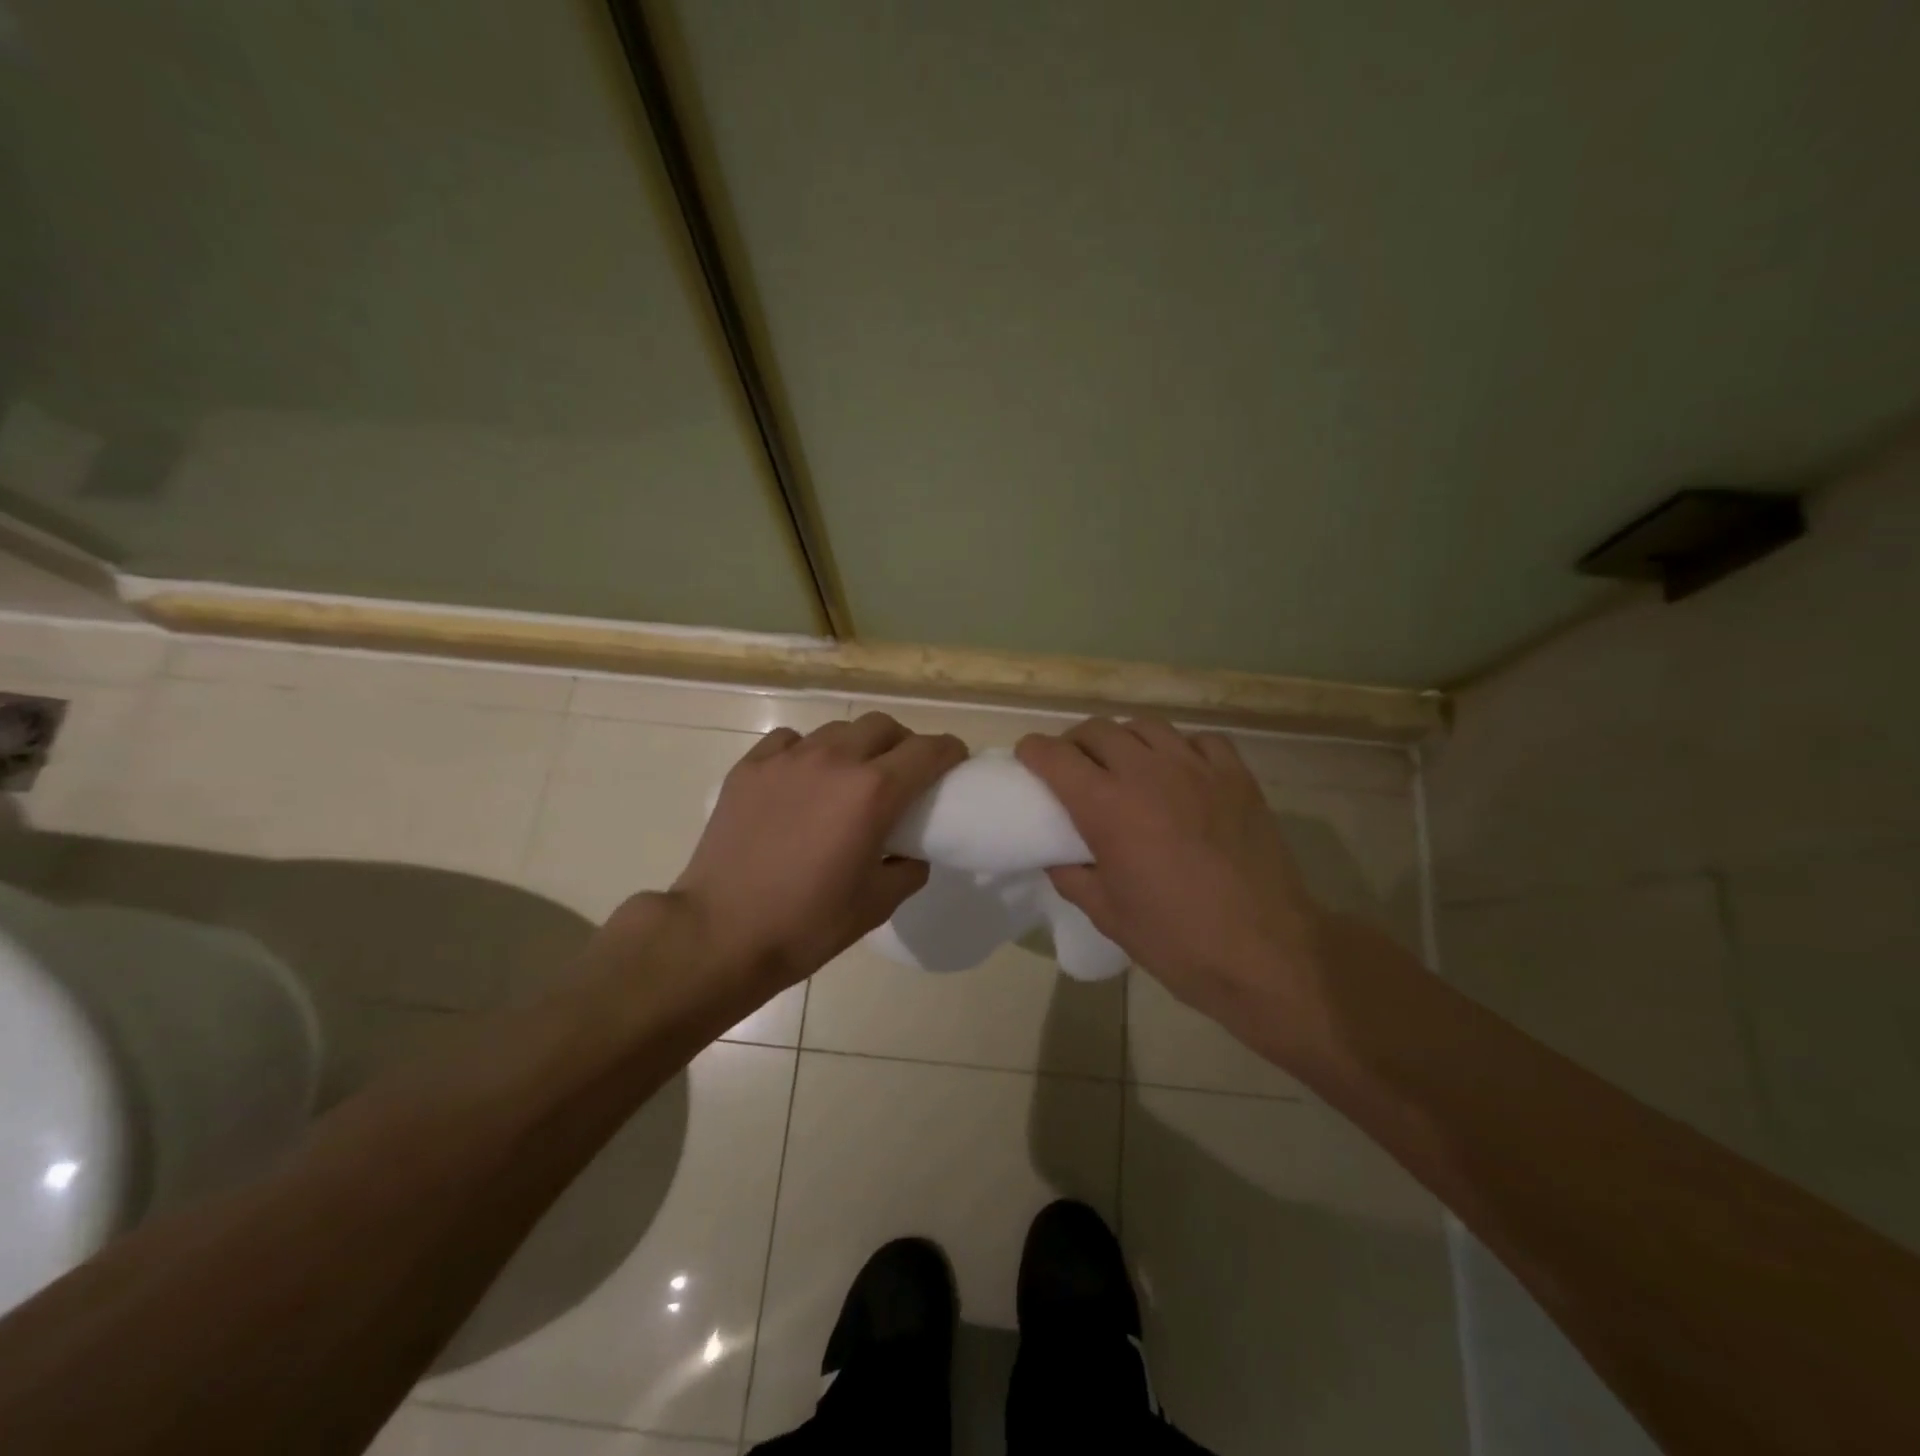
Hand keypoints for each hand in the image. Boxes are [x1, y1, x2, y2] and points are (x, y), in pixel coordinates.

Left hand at [668, 713, 967, 988]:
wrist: (720, 934)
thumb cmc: (807, 925)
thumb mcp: (876, 905)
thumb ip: (908, 869)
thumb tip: (911, 853)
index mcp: (873, 792)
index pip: (928, 750)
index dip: (949, 752)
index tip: (954, 763)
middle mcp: (834, 760)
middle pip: (883, 726)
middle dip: (903, 743)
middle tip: (902, 773)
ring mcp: (787, 759)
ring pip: (837, 730)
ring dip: (856, 746)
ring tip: (849, 777)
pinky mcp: (750, 767)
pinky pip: (790, 741)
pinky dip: (807, 752)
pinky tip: (801, 780)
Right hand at [1016, 718, 1326, 1028]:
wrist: (1265, 953)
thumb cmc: (1176, 940)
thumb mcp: (1107, 914)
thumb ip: (1072, 876)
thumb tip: (1057, 857)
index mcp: (1107, 807)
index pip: (1056, 756)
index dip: (1034, 752)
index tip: (1029, 759)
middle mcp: (1148, 773)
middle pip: (1098, 730)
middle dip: (1075, 743)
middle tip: (1075, 767)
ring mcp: (1198, 769)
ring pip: (1147, 726)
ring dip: (1124, 740)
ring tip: (1125, 765)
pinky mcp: (1237, 776)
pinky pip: (1200, 740)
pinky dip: (1180, 748)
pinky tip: (1180, 772)